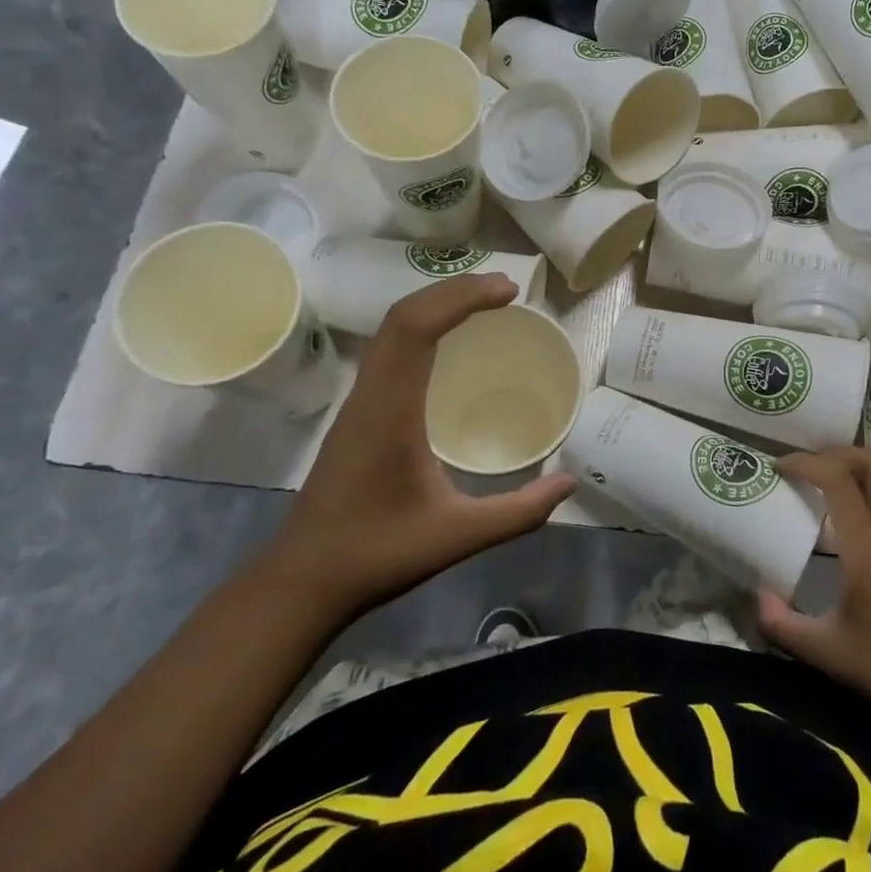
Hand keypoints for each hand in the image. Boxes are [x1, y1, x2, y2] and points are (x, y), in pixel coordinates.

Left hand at [264, 273, 573, 618]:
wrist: (301, 581)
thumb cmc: (377, 554)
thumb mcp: (457, 536)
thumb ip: (518, 513)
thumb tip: (568, 484)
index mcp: (390, 411)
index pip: (418, 328)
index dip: (463, 298)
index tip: (509, 292)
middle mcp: (370, 394)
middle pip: (403, 316)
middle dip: (455, 290)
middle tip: (506, 290)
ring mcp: (358, 401)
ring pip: (391, 329)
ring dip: (436, 304)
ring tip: (483, 303)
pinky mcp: (357, 413)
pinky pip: (388, 349)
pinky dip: (421, 326)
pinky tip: (447, 343)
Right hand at [758, 447, 870, 731]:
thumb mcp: (826, 652)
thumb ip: (782, 624)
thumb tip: (756, 595)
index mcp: (868, 549)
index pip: (838, 480)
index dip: (806, 462)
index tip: (778, 466)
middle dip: (836, 452)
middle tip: (806, 465)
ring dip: (858, 465)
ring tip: (826, 480)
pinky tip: (854, 511)